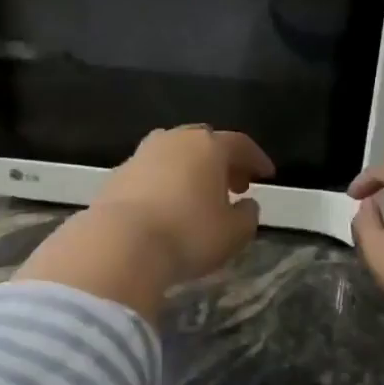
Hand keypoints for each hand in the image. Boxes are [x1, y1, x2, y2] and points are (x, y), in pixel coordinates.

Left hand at [92, 126, 274, 281]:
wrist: (120, 244)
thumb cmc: (188, 235)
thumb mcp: (233, 234)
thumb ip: (247, 216)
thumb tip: (247, 204)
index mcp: (208, 146)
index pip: (240, 144)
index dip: (256, 159)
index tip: (266, 175)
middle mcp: (174, 140)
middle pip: (204, 142)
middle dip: (222, 161)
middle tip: (234, 185)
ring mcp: (142, 154)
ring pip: (174, 154)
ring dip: (190, 170)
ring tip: (199, 196)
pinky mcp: (117, 175)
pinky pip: (151, 172)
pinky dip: (165, 182)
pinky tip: (168, 206)